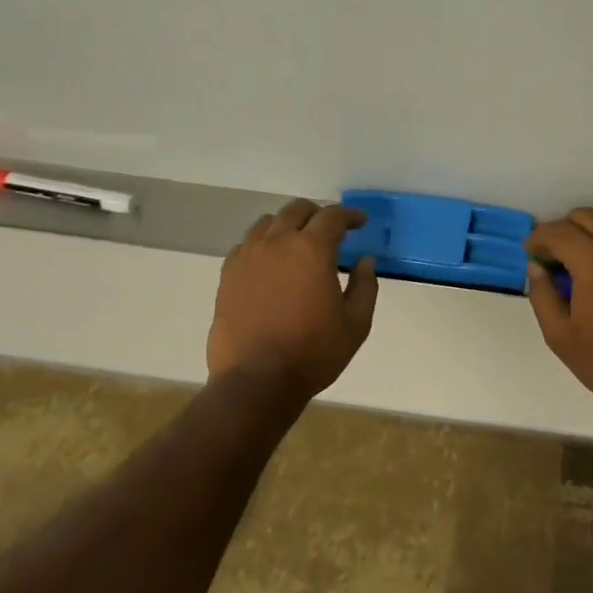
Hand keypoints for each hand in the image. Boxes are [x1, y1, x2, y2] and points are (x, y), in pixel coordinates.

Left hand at [207, 199, 379, 401]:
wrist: (256, 382)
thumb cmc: (313, 352)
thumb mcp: (356, 323)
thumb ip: (365, 286)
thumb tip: (364, 261)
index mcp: (312, 249)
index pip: (333, 216)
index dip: (350, 215)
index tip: (360, 223)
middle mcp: (277, 242)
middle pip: (297, 210)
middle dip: (318, 214)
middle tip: (330, 231)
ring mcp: (248, 256)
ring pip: (268, 222)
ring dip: (288, 225)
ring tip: (297, 242)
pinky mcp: (228, 274)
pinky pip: (246, 244)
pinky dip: (262, 243)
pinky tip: (270, 262)